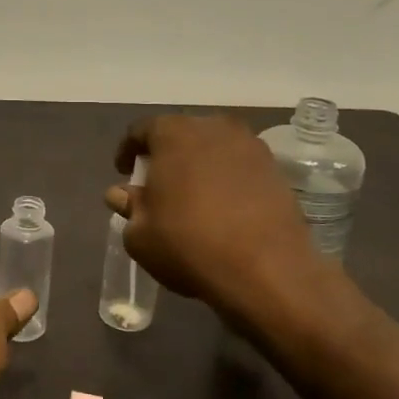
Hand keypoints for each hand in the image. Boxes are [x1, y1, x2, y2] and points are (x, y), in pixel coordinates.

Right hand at [108, 114, 354, 336]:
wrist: (266, 271)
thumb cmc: (188, 245)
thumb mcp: (140, 234)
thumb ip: (128, 206)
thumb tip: (122, 194)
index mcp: (173, 133)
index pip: (141, 130)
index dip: (128, 150)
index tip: (124, 172)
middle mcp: (213, 128)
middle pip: (180, 134)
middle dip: (165, 155)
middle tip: (156, 183)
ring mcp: (250, 146)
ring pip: (213, 148)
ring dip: (198, 165)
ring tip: (191, 196)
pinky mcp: (276, 170)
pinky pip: (239, 167)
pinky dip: (226, 179)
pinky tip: (222, 207)